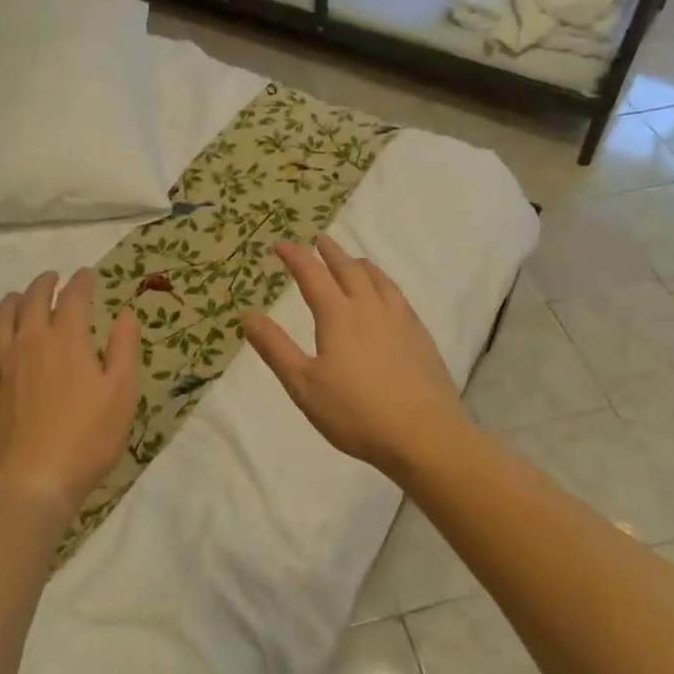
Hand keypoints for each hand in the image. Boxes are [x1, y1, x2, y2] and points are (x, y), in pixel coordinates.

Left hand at [0, 269, 140, 517]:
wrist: (30, 482)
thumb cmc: (87, 437)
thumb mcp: (121, 392)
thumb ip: (124, 348)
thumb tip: (124, 314)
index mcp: (65, 339)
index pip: (73, 298)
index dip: (81, 282)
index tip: (87, 275)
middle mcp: (27, 342)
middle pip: (31, 301)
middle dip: (44, 285)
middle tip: (52, 278)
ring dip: (10, 303)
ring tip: (16, 298)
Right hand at [243, 236, 470, 480]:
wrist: (424, 434)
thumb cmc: (356, 413)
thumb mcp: (304, 385)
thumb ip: (275, 348)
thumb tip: (249, 315)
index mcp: (339, 316)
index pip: (312, 275)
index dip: (294, 257)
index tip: (280, 244)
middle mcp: (371, 308)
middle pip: (349, 269)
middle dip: (330, 253)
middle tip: (319, 240)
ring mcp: (401, 320)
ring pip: (379, 279)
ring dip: (360, 264)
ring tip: (353, 261)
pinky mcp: (420, 336)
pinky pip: (398, 296)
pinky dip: (384, 284)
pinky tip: (387, 298)